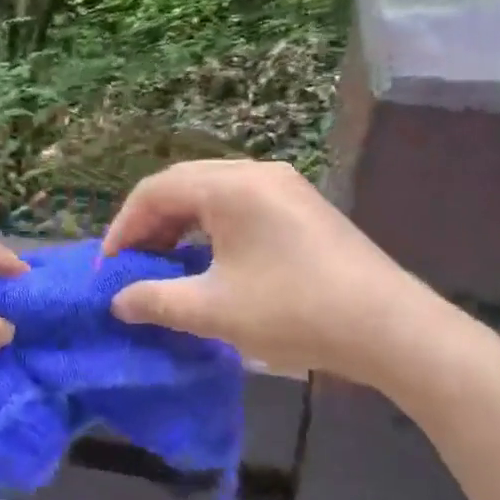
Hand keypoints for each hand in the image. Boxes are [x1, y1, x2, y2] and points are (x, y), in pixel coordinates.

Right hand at [102, 159, 436, 379]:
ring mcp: (283, 185)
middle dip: (150, 224)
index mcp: (229, 185)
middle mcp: (255, 171)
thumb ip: (156, 300)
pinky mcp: (302, 205)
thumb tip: (118, 301)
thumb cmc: (293, 311)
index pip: (155, 191)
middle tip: (133, 265)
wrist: (390, 328)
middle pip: (183, 185)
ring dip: (181, 225)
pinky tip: (210, 260)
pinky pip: (240, 204)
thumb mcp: (214, 310)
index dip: (124, 228)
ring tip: (165, 264)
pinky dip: (212, 227)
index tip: (108, 268)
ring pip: (212, 193)